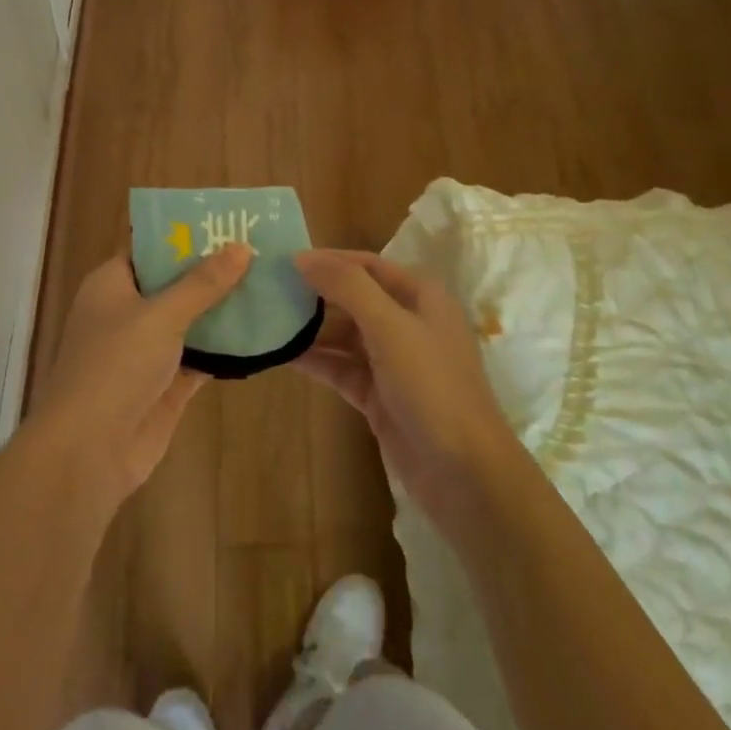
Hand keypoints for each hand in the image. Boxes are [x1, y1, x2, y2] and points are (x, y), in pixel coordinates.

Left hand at [30, 244, 251, 505]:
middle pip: (175, 283)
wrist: (89, 451)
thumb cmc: (115, 366)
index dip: (185, 234)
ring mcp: (147, 350)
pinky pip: (202, 355)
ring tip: (270, 283)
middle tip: (261, 250)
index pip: (150, 248)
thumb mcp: (161, 315)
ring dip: (224, 308)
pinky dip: (226, 346)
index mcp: (113, 284)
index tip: (227, 223)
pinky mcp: (167, 383)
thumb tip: (241, 247)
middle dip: (213, 271)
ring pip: (191, 320)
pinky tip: (263, 332)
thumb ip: (202, 283)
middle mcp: (129, 312)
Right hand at [295, 250, 520, 525]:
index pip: (368, 265)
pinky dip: (316, 361)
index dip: (329, 260)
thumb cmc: (432, 386)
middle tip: (268, 291)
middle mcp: (408, 323)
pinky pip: (342, 368)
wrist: (464, 473)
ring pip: (345, 335)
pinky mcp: (380, 395)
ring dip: (311, 329)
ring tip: (266, 321)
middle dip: (315, 294)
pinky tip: (282, 355)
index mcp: (421, 297)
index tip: (285, 260)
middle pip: (354, 298)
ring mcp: (394, 362)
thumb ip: (347, 286)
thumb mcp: (390, 326)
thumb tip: (303, 256)